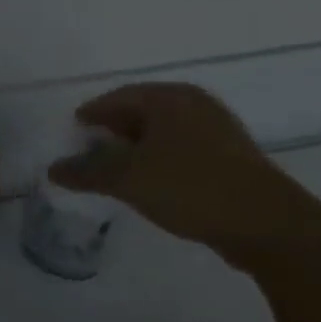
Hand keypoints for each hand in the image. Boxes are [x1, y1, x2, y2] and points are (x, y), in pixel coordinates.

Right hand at [49, 84, 320, 271]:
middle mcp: (195, 104)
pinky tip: (152, 182)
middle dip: (114, 128)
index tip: (74, 127)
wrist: (267, 224)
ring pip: (164, 132)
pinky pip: (183, 149)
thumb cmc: (190, 187)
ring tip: (117, 167)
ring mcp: (218, 130)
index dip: (93, 112)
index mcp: (169, 98)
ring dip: (138, 146)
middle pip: (142, 111)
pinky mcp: (232, 157)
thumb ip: (87, 171)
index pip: (119, 97)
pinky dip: (160, 159)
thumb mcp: (128, 179)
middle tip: (90, 146)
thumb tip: (53, 169)